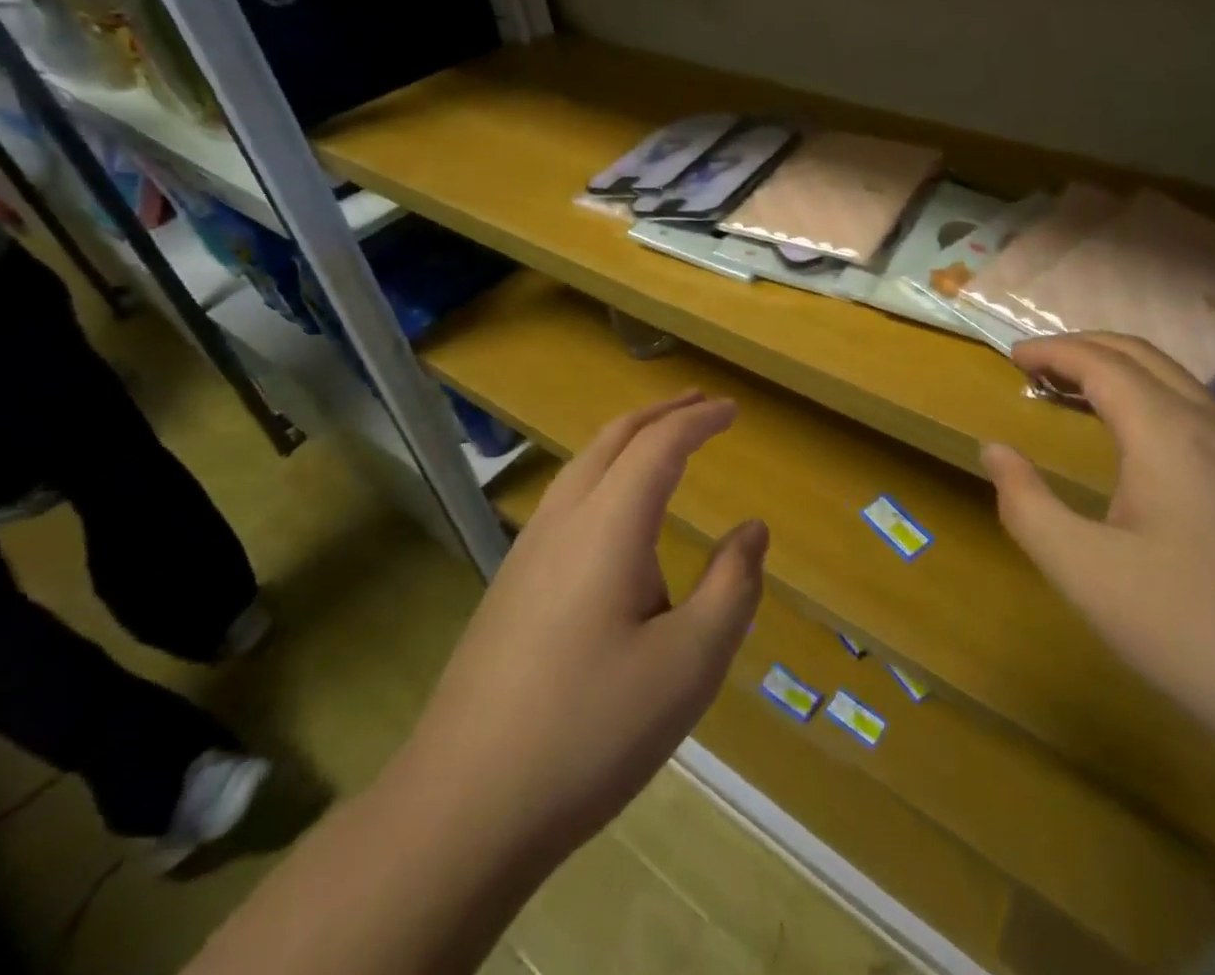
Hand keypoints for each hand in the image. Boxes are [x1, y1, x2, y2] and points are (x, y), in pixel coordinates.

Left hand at [397, 391, 766, 869]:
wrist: (461, 808)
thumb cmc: (591, 730)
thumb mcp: (690, 665)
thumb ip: (732, 587)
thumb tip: (753, 530)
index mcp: (608, 526)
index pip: (659, 446)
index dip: (699, 420)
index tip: (732, 410)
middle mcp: (563, 522)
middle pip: (612, 440)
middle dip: (660, 413)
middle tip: (700, 404)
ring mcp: (527, 553)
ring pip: (582, 467)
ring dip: (627, 441)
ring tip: (662, 444)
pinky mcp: (509, 586)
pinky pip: (565, 501)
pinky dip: (603, 474)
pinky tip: (614, 516)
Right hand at [982, 334, 1214, 769]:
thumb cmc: (1192, 629)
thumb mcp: (1085, 572)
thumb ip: (1027, 506)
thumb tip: (993, 451)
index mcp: (1166, 431)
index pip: (1100, 362)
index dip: (1053, 351)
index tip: (1012, 355)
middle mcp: (1212, 425)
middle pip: (1142, 355)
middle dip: (1085, 347)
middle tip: (1038, 365)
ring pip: (1178, 382)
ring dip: (1122, 371)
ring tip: (1078, 393)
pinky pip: (1201, 413)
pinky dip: (1153, 399)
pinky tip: (1142, 445)